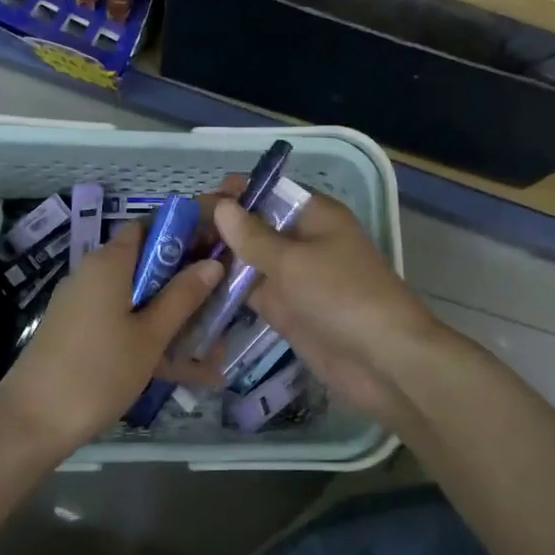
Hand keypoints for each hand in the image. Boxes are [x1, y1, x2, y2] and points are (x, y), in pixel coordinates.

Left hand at [0, 222, 220, 451]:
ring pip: (140, 299)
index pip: (150, 226)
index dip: (185, 232)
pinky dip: (152, 337)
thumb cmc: (98, 372)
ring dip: (175, 316)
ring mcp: (85, 305)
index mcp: (109, 263)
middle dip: (187, 281)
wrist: (31, 423)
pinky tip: (188, 371)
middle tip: (224, 299)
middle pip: (148, 264)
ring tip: (216, 346)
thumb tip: (212, 263)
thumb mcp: (150, 336)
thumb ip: (182, 297)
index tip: (218, 249)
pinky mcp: (80, 332)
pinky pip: (124, 323)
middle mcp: (94, 274)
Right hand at [174, 186, 446, 425]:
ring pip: (250, 260)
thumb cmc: (342, 296)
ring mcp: (294, 277)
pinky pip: (252, 293)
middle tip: (172, 234)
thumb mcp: (294, 261)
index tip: (194, 202)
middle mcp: (304, 241)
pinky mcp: (287, 310)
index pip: (270, 193)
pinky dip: (227, 290)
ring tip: (172, 258)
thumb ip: (254, 236)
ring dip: (219, 259)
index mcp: (316, 216)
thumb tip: (222, 206)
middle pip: (256, 226)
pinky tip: (191, 289)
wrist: (382, 361)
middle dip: (221, 228)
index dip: (235, 194)